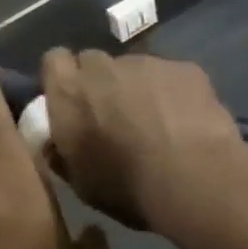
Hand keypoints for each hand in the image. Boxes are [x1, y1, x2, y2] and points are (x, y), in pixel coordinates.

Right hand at [39, 49, 245, 232]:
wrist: (193, 178)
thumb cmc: (127, 186)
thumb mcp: (81, 183)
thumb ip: (62, 154)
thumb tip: (56, 144)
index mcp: (69, 93)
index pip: (54, 61)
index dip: (63, 78)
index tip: (73, 100)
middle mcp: (103, 67)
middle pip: (94, 62)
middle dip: (100, 82)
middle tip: (114, 115)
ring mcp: (147, 63)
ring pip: (135, 68)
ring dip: (139, 88)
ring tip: (159, 123)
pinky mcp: (185, 68)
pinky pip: (171, 75)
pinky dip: (174, 92)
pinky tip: (188, 121)